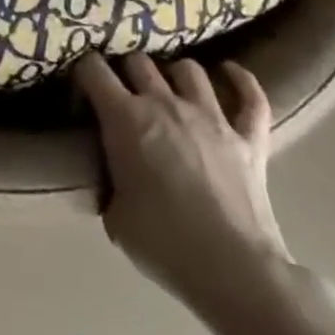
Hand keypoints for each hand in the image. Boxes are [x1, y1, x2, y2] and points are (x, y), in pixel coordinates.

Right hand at [74, 51, 291, 322]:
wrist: (235, 273)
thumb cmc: (165, 244)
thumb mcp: (115, 217)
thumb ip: (109, 183)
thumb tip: (111, 177)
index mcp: (125, 117)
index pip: (93, 69)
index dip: (84, 71)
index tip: (83, 86)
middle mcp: (164, 103)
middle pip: (139, 61)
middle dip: (127, 71)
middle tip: (124, 91)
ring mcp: (211, 117)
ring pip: (189, 69)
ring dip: (175, 74)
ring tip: (171, 87)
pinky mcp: (249, 139)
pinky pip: (251, 98)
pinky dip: (242, 82)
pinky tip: (230, 73)